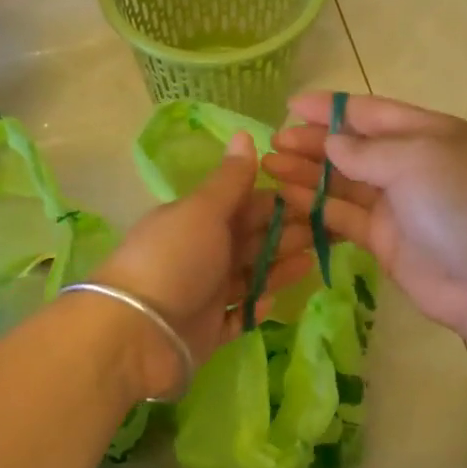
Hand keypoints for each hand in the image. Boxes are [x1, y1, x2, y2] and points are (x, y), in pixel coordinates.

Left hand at [90, 131, 311, 395]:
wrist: (138, 334)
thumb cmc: (174, 261)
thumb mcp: (202, 211)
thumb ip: (229, 180)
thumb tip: (245, 133)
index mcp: (195, 220)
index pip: (242, 205)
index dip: (276, 202)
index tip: (314, 199)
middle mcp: (199, 254)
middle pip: (248, 241)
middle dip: (284, 235)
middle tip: (327, 230)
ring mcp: (202, 294)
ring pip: (247, 277)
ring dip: (276, 269)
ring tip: (312, 262)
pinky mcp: (206, 330)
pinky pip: (237, 316)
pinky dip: (254, 309)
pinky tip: (273, 301)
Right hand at [263, 93, 466, 343]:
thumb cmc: (464, 206)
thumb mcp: (418, 160)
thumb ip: (367, 151)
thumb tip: (333, 143)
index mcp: (431, 134)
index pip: (372, 113)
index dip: (330, 108)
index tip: (289, 106)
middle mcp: (414, 166)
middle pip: (354, 148)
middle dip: (313, 143)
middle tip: (271, 144)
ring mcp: (400, 207)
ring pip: (345, 184)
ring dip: (308, 175)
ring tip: (268, 169)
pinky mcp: (387, 243)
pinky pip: (345, 219)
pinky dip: (316, 209)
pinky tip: (286, 201)